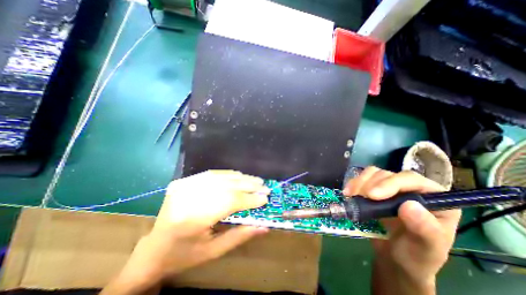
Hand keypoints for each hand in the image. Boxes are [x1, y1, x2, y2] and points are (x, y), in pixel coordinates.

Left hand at [101, 169, 270, 293]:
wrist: (153, 249)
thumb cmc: (184, 255)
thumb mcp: (214, 252)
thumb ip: (240, 236)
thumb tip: (264, 226)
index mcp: (193, 219)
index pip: (230, 202)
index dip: (250, 199)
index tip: (265, 198)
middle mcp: (188, 197)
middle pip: (226, 187)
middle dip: (249, 186)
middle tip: (264, 186)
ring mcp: (184, 185)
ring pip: (220, 177)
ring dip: (241, 178)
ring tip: (256, 180)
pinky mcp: (183, 181)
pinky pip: (211, 174)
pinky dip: (228, 174)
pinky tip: (239, 176)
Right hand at [346, 167, 461, 292]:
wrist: (394, 259)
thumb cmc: (415, 257)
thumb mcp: (425, 250)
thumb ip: (425, 230)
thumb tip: (410, 205)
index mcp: (434, 199)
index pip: (412, 180)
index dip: (390, 183)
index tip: (372, 195)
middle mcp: (411, 189)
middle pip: (388, 174)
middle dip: (370, 184)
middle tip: (357, 197)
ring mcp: (391, 188)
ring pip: (373, 173)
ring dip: (359, 182)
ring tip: (351, 196)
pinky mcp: (374, 189)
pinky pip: (363, 178)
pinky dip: (353, 183)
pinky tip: (348, 193)